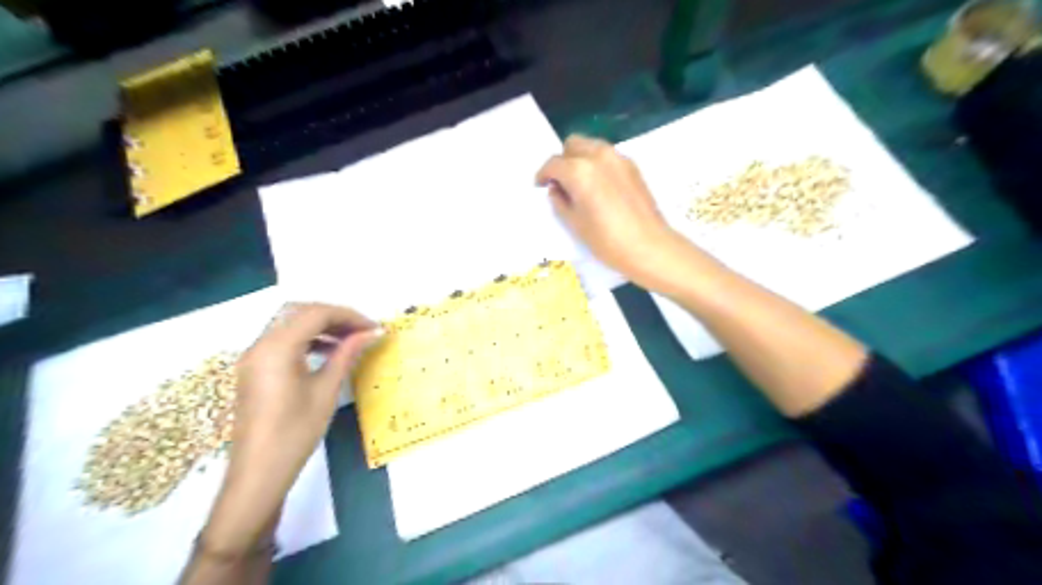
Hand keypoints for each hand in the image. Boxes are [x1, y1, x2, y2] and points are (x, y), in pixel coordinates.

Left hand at [199, 304, 381, 555]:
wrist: (258, 473)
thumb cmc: (296, 432)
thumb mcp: (326, 390)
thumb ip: (347, 354)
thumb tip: (371, 333)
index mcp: (276, 348)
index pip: (316, 314)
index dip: (349, 316)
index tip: (374, 328)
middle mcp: (260, 345)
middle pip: (299, 312)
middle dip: (334, 316)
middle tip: (361, 330)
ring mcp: (253, 357)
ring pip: (289, 325)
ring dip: (320, 326)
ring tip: (350, 340)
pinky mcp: (254, 369)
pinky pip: (282, 340)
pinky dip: (306, 339)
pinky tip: (327, 352)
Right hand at [542, 134, 693, 292]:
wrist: (649, 246)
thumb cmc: (606, 240)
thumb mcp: (574, 223)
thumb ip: (560, 201)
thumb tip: (556, 189)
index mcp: (579, 170)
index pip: (553, 164)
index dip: (543, 175)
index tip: (540, 186)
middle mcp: (598, 155)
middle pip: (572, 145)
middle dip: (563, 161)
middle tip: (561, 183)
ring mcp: (618, 158)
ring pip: (591, 147)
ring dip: (580, 159)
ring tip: (580, 185)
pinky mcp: (632, 166)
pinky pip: (607, 156)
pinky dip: (597, 165)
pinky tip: (599, 188)